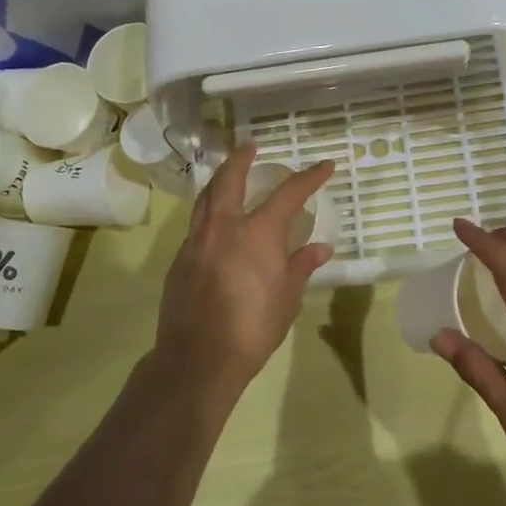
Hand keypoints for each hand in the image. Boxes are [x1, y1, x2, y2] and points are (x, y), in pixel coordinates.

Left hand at [154, 144, 334, 395]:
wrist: (198, 359)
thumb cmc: (253, 328)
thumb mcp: (288, 298)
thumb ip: (301, 266)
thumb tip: (319, 248)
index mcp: (257, 233)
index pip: (288, 193)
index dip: (309, 177)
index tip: (325, 166)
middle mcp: (224, 227)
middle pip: (230, 179)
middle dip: (242, 158)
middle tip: (251, 146)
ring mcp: (196, 241)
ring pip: (206, 198)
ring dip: (219, 180)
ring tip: (229, 174)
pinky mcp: (180, 260)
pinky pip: (196, 225)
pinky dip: (209, 213)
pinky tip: (216, 226)